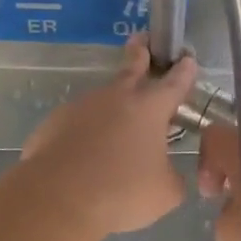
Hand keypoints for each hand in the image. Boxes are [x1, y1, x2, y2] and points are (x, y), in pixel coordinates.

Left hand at [21, 35, 199, 239]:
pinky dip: (84, 134)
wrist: (57, 199)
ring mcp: (80, 107)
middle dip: (140, 53)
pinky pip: (76, 125)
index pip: (174, 82)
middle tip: (142, 40)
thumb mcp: (165, 193)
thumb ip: (171, 176)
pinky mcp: (53, 123)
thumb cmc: (121, 192)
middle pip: (131, 67)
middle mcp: (115, 98)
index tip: (187, 58)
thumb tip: (165, 173)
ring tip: (114, 133)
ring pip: (102, 100)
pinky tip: (84, 156)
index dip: (184, 70)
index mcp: (150, 108)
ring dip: (111, 108)